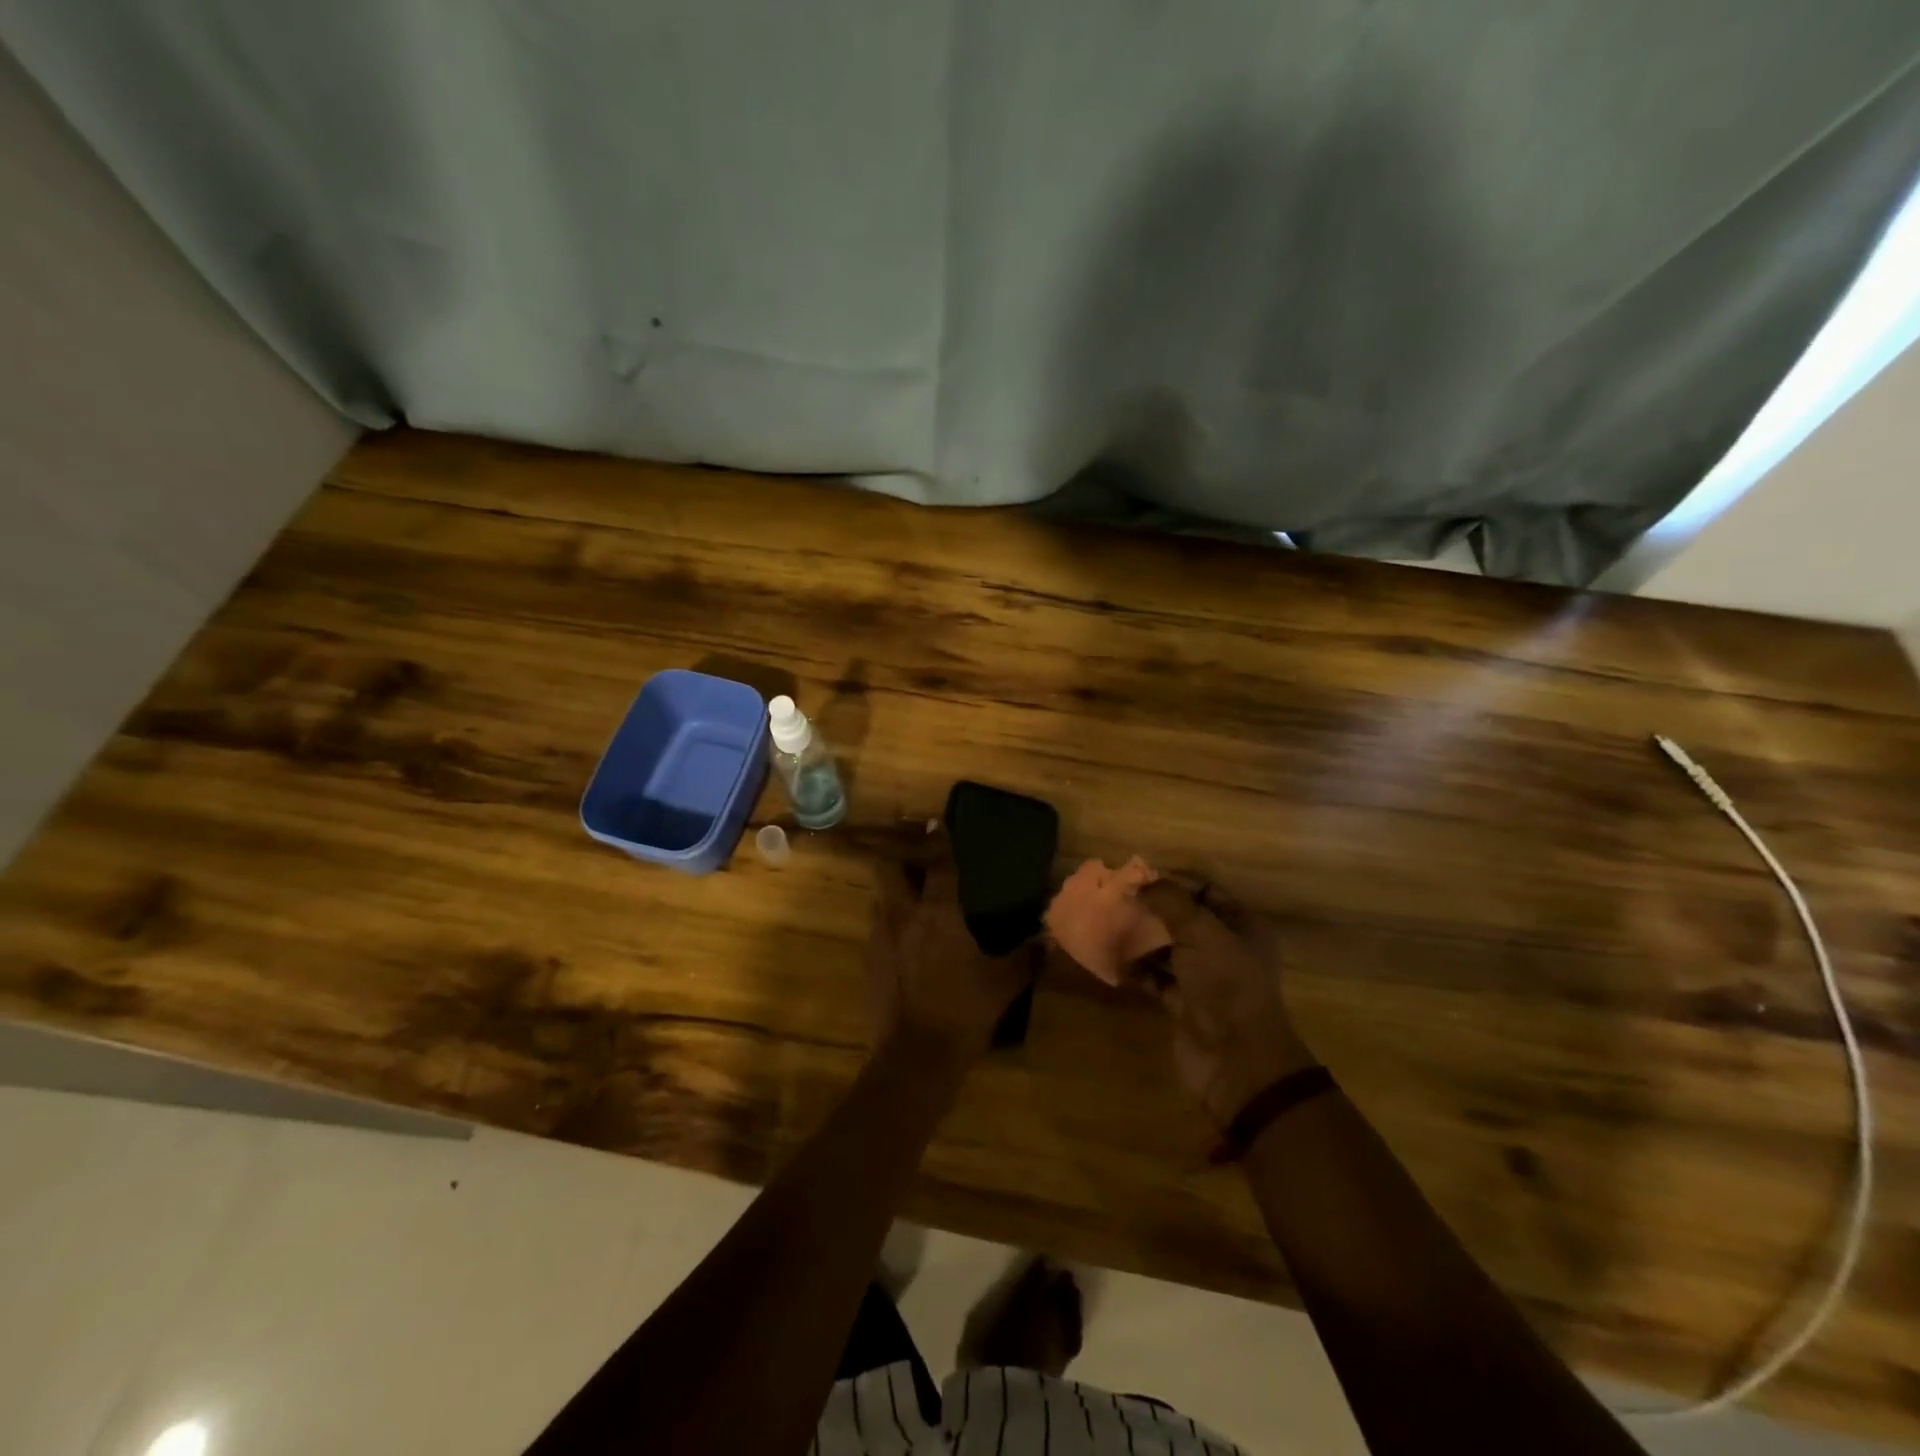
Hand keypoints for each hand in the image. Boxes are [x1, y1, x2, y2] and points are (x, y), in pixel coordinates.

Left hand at [865, 831, 1036, 1064]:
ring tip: (913, 896)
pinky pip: (877, 926)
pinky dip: (890, 921)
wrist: (914, 1058)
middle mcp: (903, 914)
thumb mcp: (1004, 984)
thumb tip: (1049, 939)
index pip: (938, 863)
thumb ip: (1028, 957)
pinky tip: (907, 938)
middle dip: (900, 854)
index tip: (939, 822)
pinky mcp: (868, 960)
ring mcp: (880, 936)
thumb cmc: (964, 1012)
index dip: (940, 839)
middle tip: (918, 857)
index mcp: (938, 913)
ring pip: (878, 895)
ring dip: (893, 888)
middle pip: (887, 866)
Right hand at [1135, 882, 1315, 1127]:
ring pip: (1168, 948)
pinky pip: (1156, 978)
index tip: (1134, 877)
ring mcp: (1205, 978)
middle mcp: (1225, 948)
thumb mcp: (1200, 932)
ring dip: (1140, 938)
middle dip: (1150, 909)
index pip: (1205, 890)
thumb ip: (1169, 901)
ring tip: (1108, 925)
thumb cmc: (1226, 984)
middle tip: (1115, 899)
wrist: (1237, 1061)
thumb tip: (1139, 883)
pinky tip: (1112, 959)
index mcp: (1241, 925)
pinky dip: (1137, 969)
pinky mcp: (1185, 1004)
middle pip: (1183, 919)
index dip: (1172, 880)